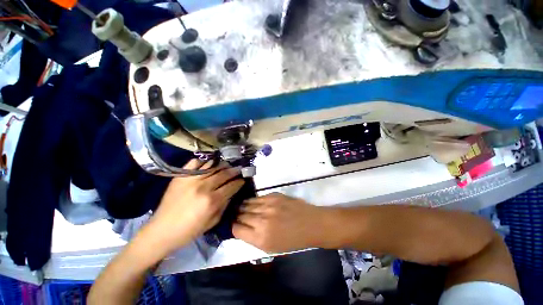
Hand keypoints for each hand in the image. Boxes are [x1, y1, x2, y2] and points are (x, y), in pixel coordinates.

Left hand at [145, 159, 244, 254]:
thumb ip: (224, 205)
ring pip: (213, 166)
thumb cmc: (189, 230)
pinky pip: (196, 163)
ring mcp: (191, 179)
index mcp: (212, 201)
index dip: (239, 182)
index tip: (243, 180)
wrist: (162, 230)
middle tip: (238, 170)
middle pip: (224, 174)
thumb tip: (231, 191)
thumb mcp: (213, 221)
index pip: (232, 186)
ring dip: (223, 165)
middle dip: (234, 171)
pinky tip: (210, 163)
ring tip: (227, 165)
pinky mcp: (181, 176)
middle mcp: (203, 187)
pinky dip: (205, 161)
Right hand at [233, 193, 330, 252]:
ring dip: (243, 207)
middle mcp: (262, 221)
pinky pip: (257, 198)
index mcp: (261, 238)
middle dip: (237, 216)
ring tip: (241, 207)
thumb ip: (254, 237)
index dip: (234, 227)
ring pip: (247, 204)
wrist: (310, 224)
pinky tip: (252, 202)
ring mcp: (268, 206)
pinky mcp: (274, 195)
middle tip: (236, 215)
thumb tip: (241, 227)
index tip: (235, 225)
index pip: (237, 229)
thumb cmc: (292, 239)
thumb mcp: (271, 247)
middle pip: (240, 215)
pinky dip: (252, 201)